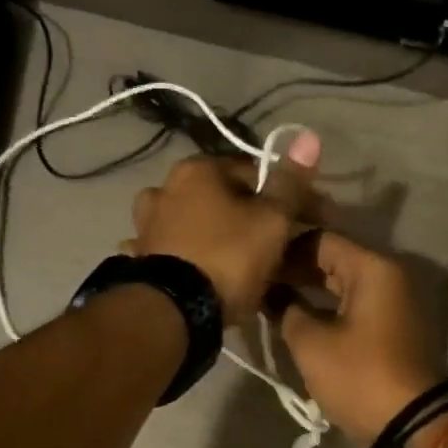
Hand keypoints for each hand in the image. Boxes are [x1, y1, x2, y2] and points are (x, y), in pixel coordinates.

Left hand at [127, 132, 320, 324]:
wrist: (174, 310)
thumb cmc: (229, 257)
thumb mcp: (272, 220)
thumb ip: (289, 183)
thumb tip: (308, 137)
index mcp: (198, 169)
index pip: (254, 173)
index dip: (283, 198)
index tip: (301, 223)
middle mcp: (164, 186)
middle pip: (220, 197)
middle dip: (244, 216)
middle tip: (270, 248)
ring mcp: (146, 222)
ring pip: (193, 222)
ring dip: (210, 234)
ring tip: (234, 264)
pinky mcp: (139, 256)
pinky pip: (174, 249)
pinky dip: (187, 255)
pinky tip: (198, 272)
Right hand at [275, 231, 447, 447]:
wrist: (413, 426)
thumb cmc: (359, 376)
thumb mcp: (311, 343)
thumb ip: (286, 309)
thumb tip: (272, 295)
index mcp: (373, 269)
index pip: (320, 240)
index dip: (283, 249)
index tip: (254, 263)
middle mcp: (388, 276)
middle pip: (333, 260)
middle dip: (294, 270)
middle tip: (257, 283)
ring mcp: (394, 302)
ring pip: (343, 285)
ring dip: (309, 291)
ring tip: (270, 301)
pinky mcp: (392, 327)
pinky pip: (354, 305)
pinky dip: (328, 308)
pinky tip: (298, 319)